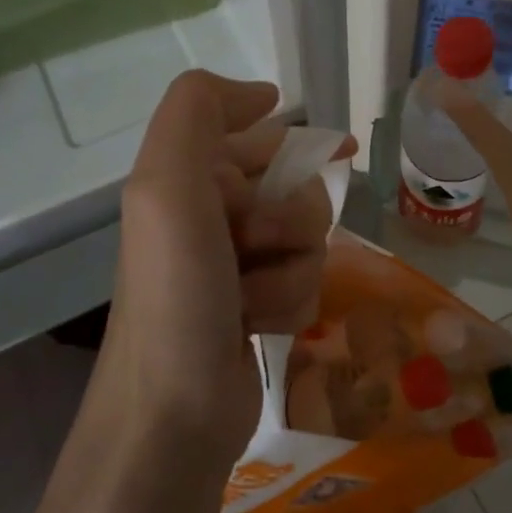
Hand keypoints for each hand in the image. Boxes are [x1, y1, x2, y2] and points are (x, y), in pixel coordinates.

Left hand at [95, 71, 354, 471]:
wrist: (175, 417)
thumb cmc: (175, 296)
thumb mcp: (168, 186)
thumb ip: (197, 112)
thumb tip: (262, 95)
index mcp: (185, 182)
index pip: (255, 136)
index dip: (297, 137)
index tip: (343, 147)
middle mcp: (209, 218)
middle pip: (293, 189)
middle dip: (290, 217)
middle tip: (259, 246)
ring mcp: (235, 267)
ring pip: (308, 239)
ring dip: (292, 268)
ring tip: (253, 302)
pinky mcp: (257, 310)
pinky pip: (306, 282)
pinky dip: (293, 302)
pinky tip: (264, 329)